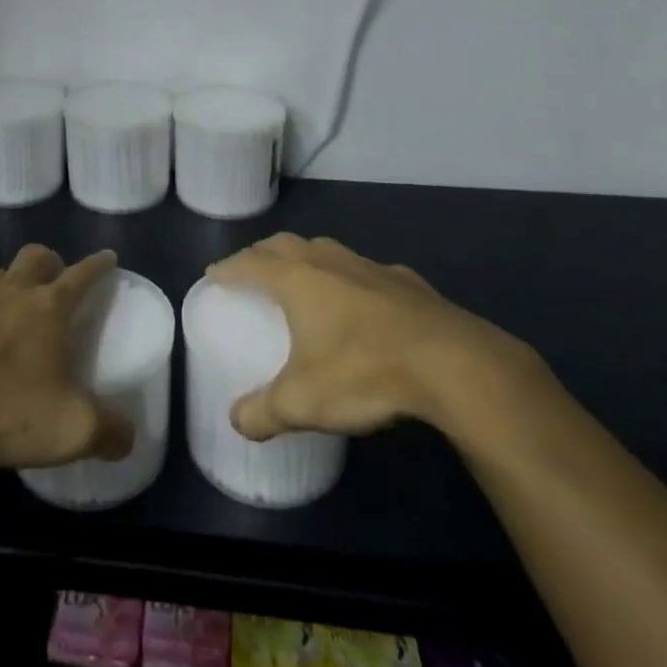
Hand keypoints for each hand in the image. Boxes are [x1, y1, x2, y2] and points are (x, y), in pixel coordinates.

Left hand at [0, 244, 135, 470]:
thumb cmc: (2, 407)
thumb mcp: (69, 430)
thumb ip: (107, 432)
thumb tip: (128, 438)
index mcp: (48, 307)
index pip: (82, 274)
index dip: (98, 265)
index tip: (108, 257)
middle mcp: (9, 291)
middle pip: (35, 257)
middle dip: (50, 262)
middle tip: (54, 281)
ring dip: (5, 287)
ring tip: (6, 314)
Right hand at [207, 233, 546, 450]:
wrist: (452, 363)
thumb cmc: (365, 372)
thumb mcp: (304, 402)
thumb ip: (263, 412)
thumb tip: (236, 422)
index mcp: (297, 279)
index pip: (249, 262)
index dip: (228, 268)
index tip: (213, 275)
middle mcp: (329, 261)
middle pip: (285, 245)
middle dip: (262, 255)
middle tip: (251, 273)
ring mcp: (370, 266)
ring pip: (326, 250)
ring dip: (307, 259)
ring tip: (302, 281)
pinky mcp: (406, 281)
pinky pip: (365, 271)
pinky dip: (350, 279)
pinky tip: (362, 304)